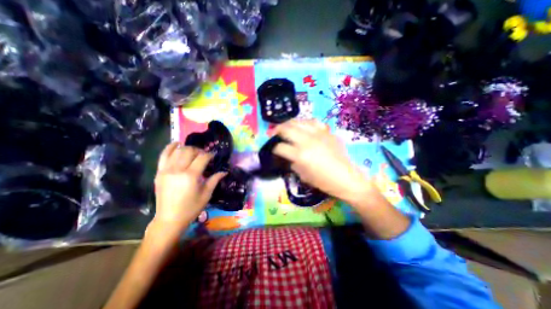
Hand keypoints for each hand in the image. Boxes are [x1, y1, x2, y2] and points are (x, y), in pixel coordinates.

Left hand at [150, 143, 226, 233]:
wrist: (169, 219)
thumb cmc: (191, 208)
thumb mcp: (206, 194)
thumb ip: (214, 180)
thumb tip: (224, 171)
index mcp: (191, 176)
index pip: (202, 158)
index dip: (209, 155)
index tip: (214, 156)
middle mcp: (178, 170)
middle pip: (189, 151)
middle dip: (199, 150)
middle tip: (204, 155)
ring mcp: (166, 170)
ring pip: (178, 151)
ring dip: (187, 148)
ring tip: (193, 152)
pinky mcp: (159, 172)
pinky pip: (163, 156)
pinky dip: (170, 148)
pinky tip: (176, 144)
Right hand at [274, 119, 371, 204]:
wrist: (346, 178)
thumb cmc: (323, 181)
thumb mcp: (302, 175)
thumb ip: (292, 163)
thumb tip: (288, 156)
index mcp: (300, 155)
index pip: (280, 147)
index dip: (275, 149)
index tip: (274, 150)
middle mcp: (307, 141)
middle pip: (286, 129)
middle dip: (276, 130)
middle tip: (273, 133)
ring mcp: (318, 134)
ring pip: (298, 121)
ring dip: (288, 123)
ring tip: (285, 127)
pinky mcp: (327, 132)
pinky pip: (313, 121)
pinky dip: (305, 122)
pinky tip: (303, 126)